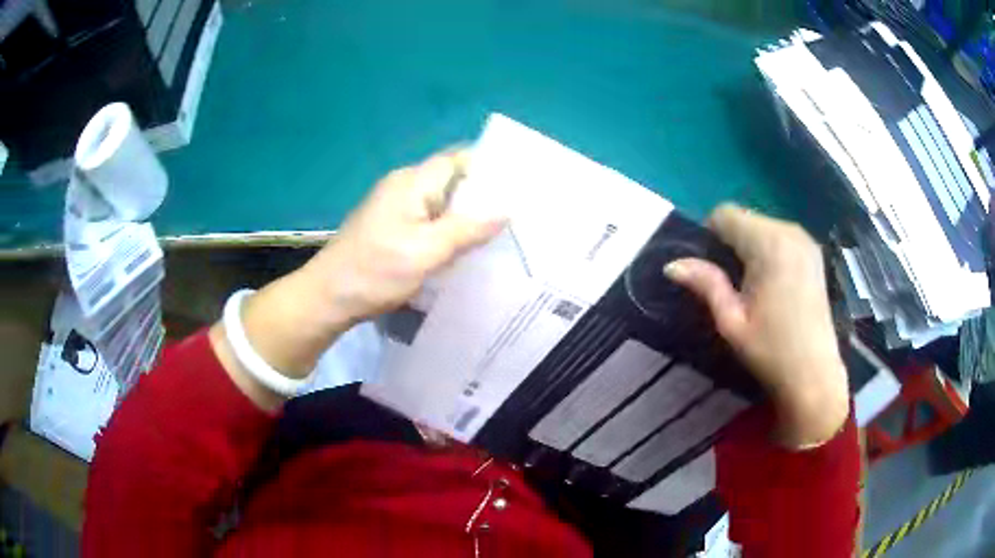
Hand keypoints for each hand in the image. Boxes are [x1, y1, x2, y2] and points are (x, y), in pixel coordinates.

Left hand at [304, 150, 505, 322]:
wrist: (328, 297)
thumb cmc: (376, 271)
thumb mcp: (427, 251)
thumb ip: (467, 229)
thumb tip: (505, 211)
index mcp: (412, 182)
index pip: (459, 159)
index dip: (489, 167)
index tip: (519, 185)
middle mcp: (403, 186)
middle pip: (451, 180)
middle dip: (482, 194)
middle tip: (516, 214)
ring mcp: (394, 207)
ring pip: (441, 202)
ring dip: (466, 214)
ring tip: (499, 232)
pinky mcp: (390, 226)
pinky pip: (428, 219)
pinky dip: (448, 229)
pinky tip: (464, 247)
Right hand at [664, 204, 848, 448]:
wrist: (814, 375)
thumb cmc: (770, 351)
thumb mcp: (731, 321)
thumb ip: (705, 284)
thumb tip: (671, 264)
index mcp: (769, 244)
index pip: (724, 214)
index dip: (710, 237)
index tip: (713, 271)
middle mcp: (789, 230)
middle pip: (744, 218)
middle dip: (731, 242)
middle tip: (732, 285)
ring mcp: (805, 240)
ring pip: (761, 225)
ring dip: (750, 246)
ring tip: (753, 287)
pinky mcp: (814, 252)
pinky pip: (779, 236)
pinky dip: (768, 250)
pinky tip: (772, 284)